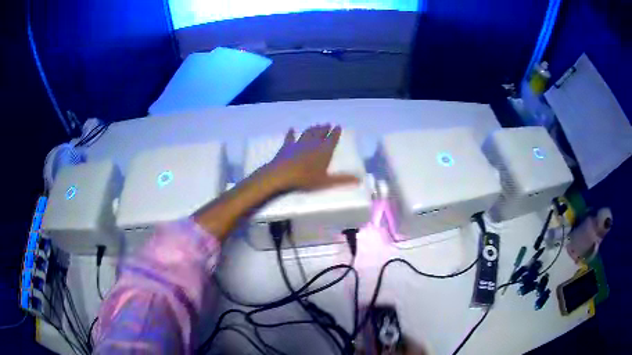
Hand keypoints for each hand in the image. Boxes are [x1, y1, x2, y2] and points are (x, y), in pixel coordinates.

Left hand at [267, 124, 359, 191]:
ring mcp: (299, 144)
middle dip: (324, 129)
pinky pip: (290, 137)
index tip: (338, 126)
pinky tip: (291, 128)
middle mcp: (313, 144)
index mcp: (324, 151)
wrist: (282, 175)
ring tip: (316, 125)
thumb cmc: (306, 179)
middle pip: (320, 134)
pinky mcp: (286, 147)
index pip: (332, 139)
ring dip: (312, 129)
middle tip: (327, 124)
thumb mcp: (326, 182)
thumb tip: (360, 179)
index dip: (336, 133)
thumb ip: (343, 180)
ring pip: (308, 133)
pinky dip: (291, 133)